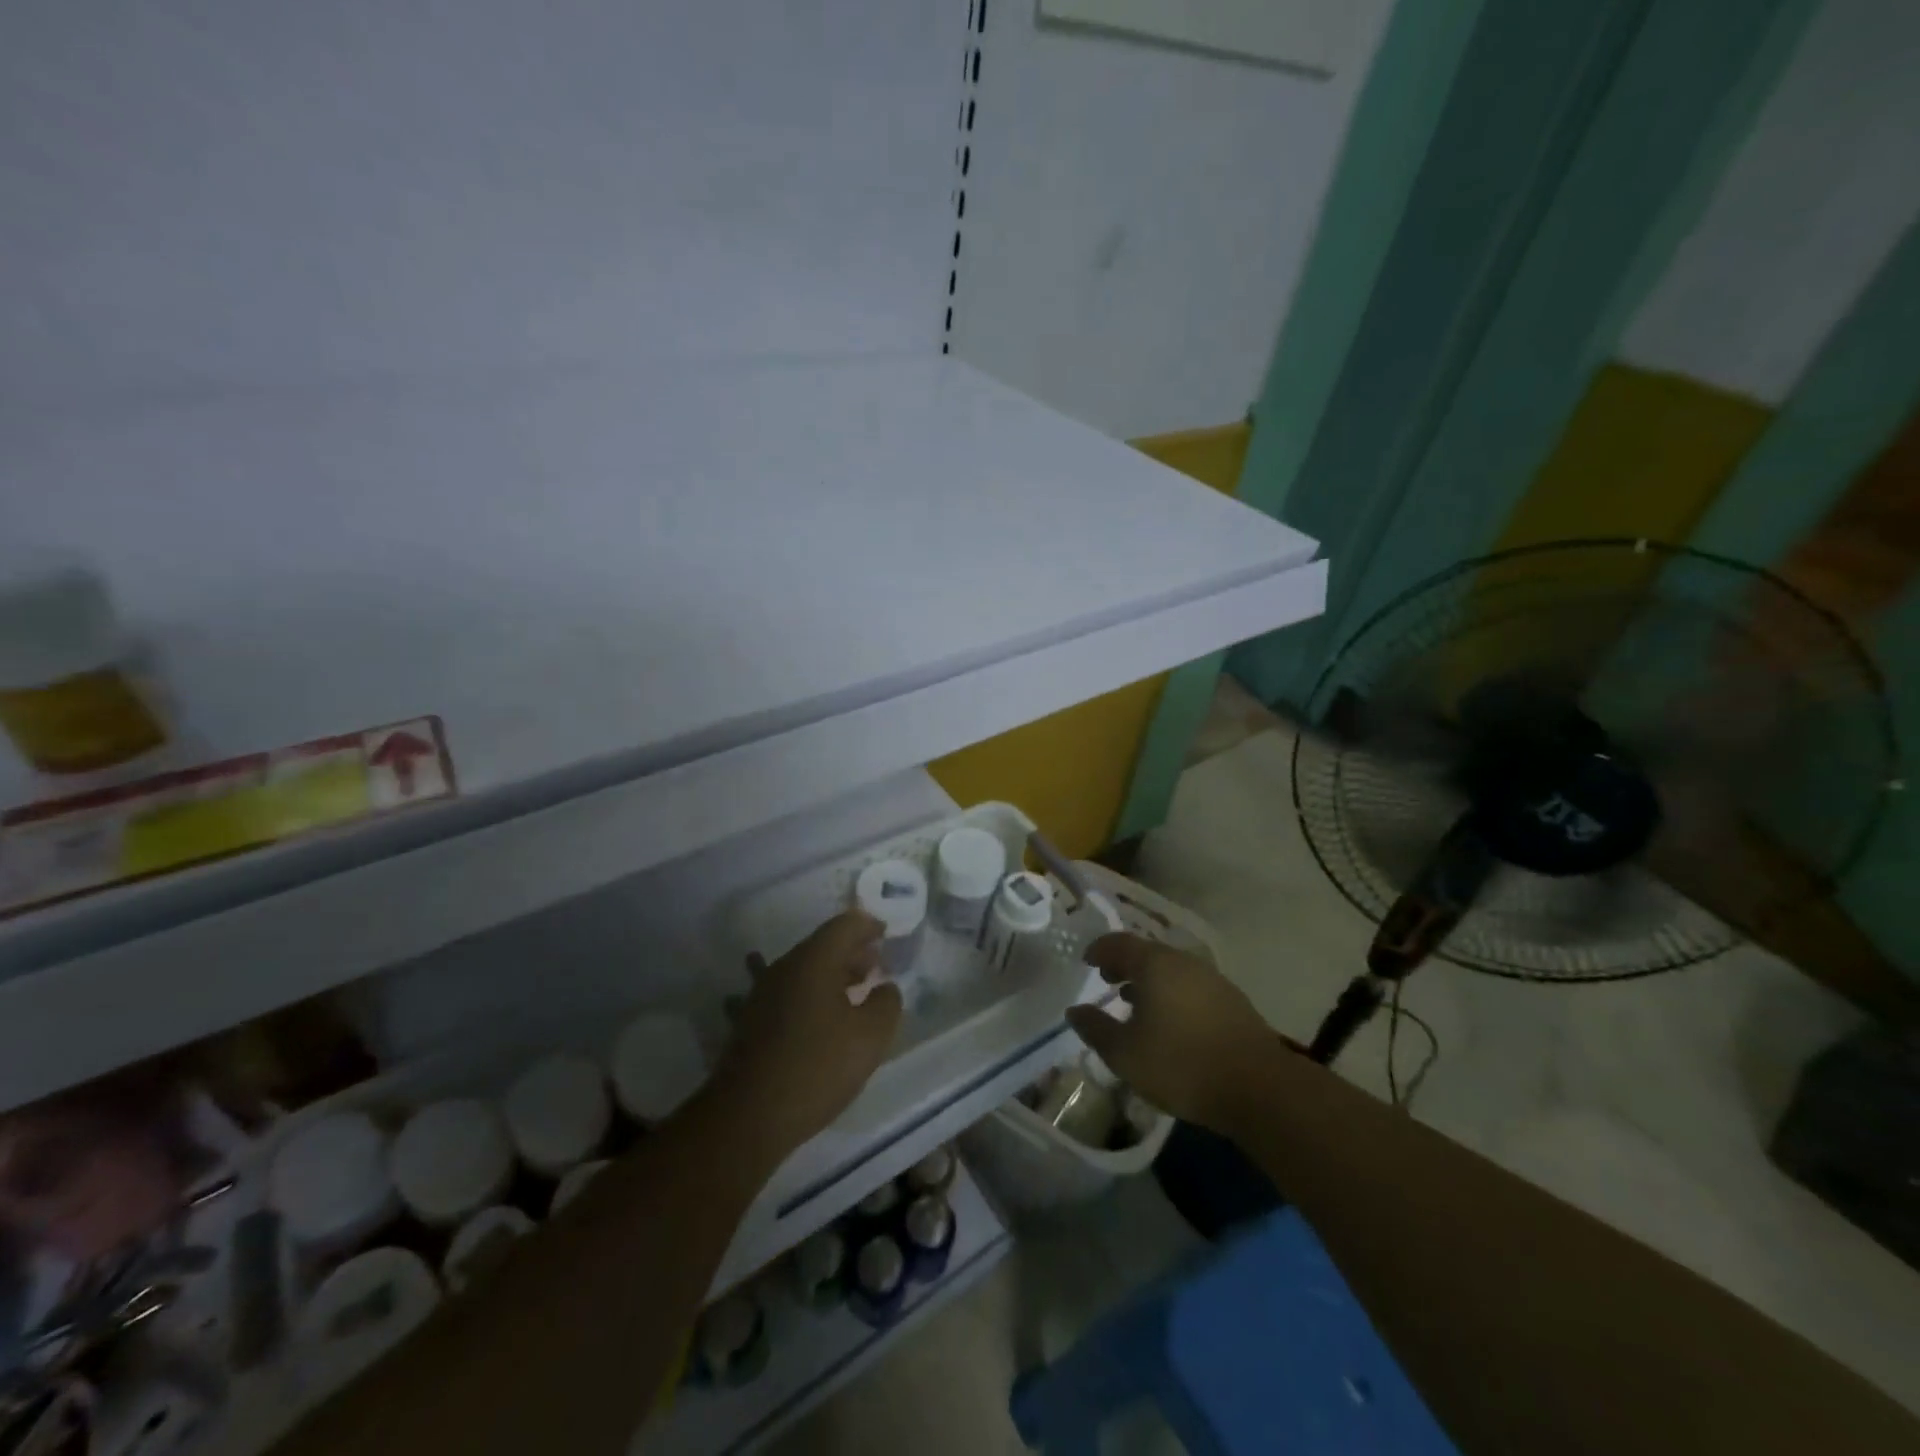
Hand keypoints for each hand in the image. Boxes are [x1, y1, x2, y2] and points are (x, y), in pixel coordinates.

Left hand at [716, 911, 903, 1159]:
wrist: (747, 1117)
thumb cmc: (816, 1068)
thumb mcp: (870, 1037)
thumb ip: (886, 1003)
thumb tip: (885, 988)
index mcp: (814, 960)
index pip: (845, 925)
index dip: (868, 926)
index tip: (886, 935)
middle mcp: (784, 967)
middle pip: (822, 945)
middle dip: (851, 952)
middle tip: (875, 967)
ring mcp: (761, 993)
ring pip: (802, 970)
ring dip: (829, 975)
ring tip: (851, 991)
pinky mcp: (749, 1020)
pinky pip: (785, 993)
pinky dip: (806, 995)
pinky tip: (810, 1011)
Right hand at [1065, 934, 1286, 1132]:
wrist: (1259, 1088)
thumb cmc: (1181, 1064)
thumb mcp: (1125, 1054)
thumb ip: (1095, 1028)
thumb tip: (1075, 1011)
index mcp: (1155, 964)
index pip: (1119, 943)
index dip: (1099, 950)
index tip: (1086, 962)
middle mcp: (1184, 962)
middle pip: (1147, 953)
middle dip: (1124, 964)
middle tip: (1108, 981)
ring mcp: (1212, 979)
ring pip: (1171, 970)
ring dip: (1149, 981)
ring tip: (1135, 1004)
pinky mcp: (1232, 1001)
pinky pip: (1191, 986)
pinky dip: (1172, 994)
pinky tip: (1170, 1023)